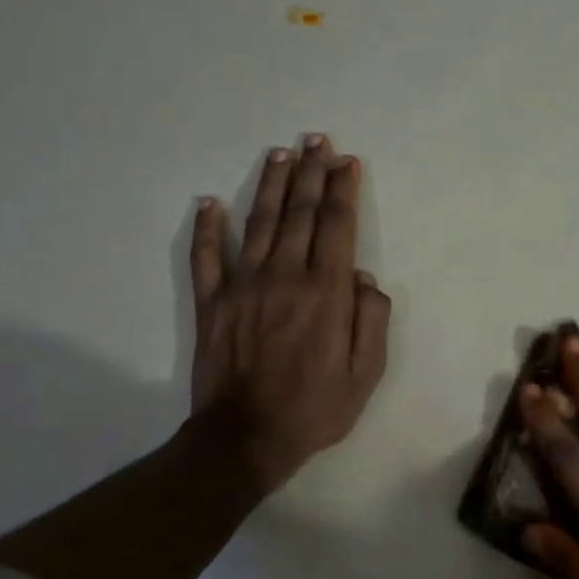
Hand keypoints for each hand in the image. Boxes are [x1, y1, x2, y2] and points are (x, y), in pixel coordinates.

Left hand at [189, 135, 390, 492]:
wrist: (246, 438)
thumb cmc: (315, 409)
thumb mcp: (366, 374)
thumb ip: (371, 319)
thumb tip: (364, 277)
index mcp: (326, 292)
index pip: (337, 226)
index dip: (343, 190)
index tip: (347, 161)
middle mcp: (284, 276)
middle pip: (300, 213)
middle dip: (312, 173)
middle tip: (317, 140)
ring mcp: (242, 286)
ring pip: (260, 222)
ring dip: (272, 185)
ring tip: (281, 154)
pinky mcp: (211, 302)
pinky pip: (207, 256)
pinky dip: (208, 227)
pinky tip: (210, 202)